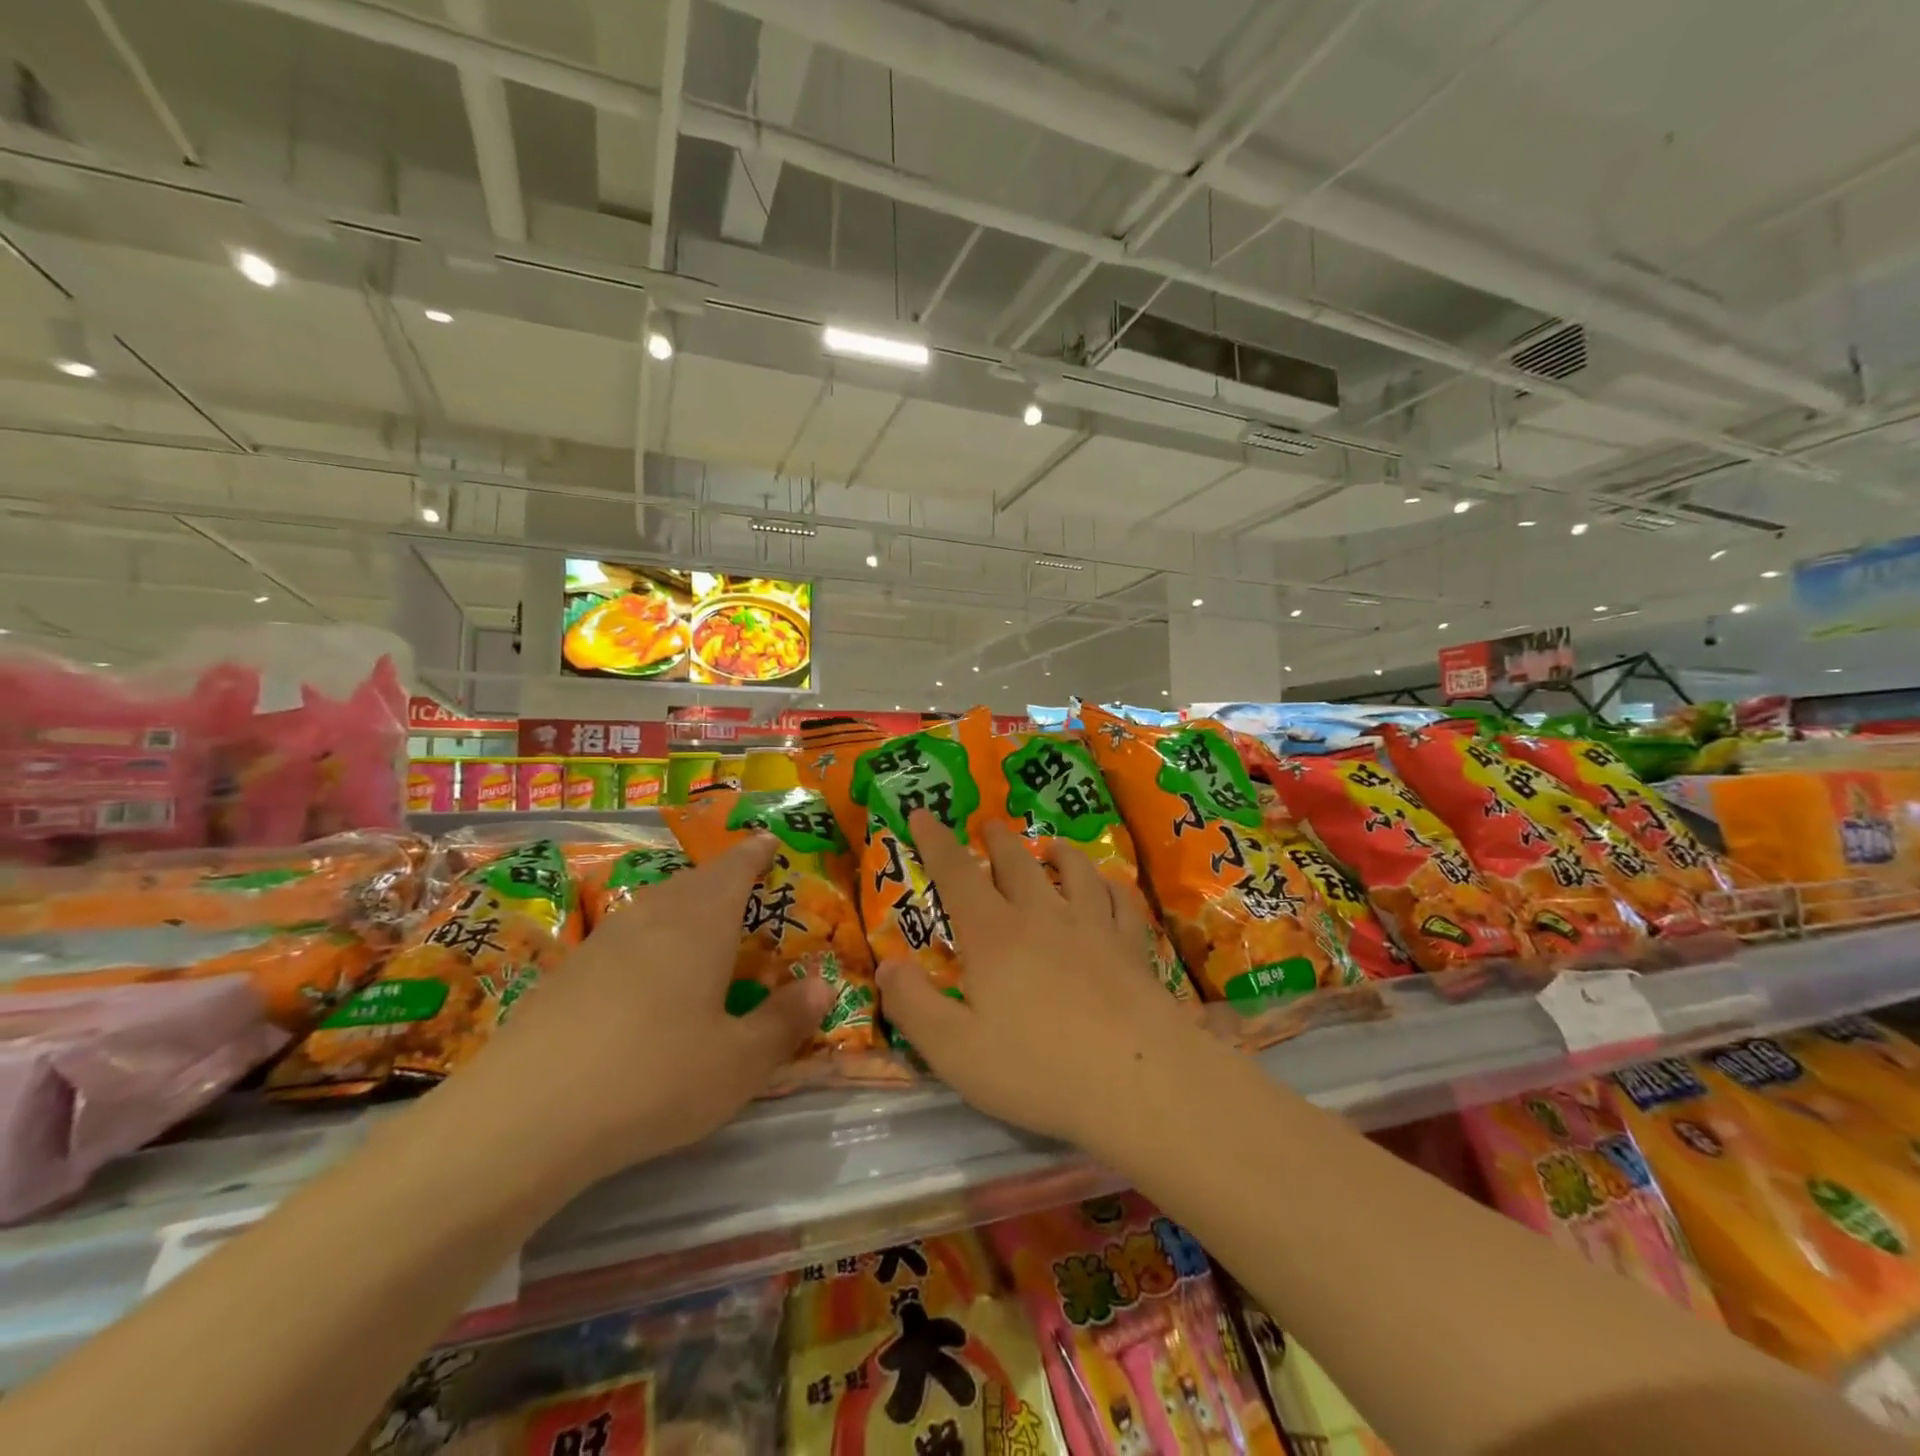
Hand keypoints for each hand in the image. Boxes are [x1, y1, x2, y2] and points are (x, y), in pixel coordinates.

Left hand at [453, 835, 829, 1186]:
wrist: (523, 1118)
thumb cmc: (654, 1077)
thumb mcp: (740, 1063)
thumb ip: (785, 1021)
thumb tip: (824, 985)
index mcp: (701, 922)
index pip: (735, 868)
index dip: (754, 852)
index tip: (768, 840)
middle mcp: (653, 917)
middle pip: (693, 881)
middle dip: (722, 879)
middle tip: (743, 889)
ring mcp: (603, 942)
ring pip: (654, 906)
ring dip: (683, 906)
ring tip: (700, 928)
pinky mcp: (566, 973)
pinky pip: (623, 937)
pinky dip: (647, 940)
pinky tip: (645, 978)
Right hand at [878, 812, 1216, 1154]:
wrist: (1137, 1080)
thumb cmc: (1037, 1069)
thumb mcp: (954, 1050)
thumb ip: (914, 1006)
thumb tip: (887, 965)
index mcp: (993, 934)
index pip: (956, 873)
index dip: (935, 842)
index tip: (922, 813)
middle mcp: (1042, 915)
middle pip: (1016, 863)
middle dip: (997, 840)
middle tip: (988, 826)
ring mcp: (1093, 925)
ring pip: (1074, 870)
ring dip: (1058, 852)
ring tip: (1051, 846)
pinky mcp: (1131, 945)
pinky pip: (1119, 900)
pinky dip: (1108, 885)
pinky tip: (1107, 887)